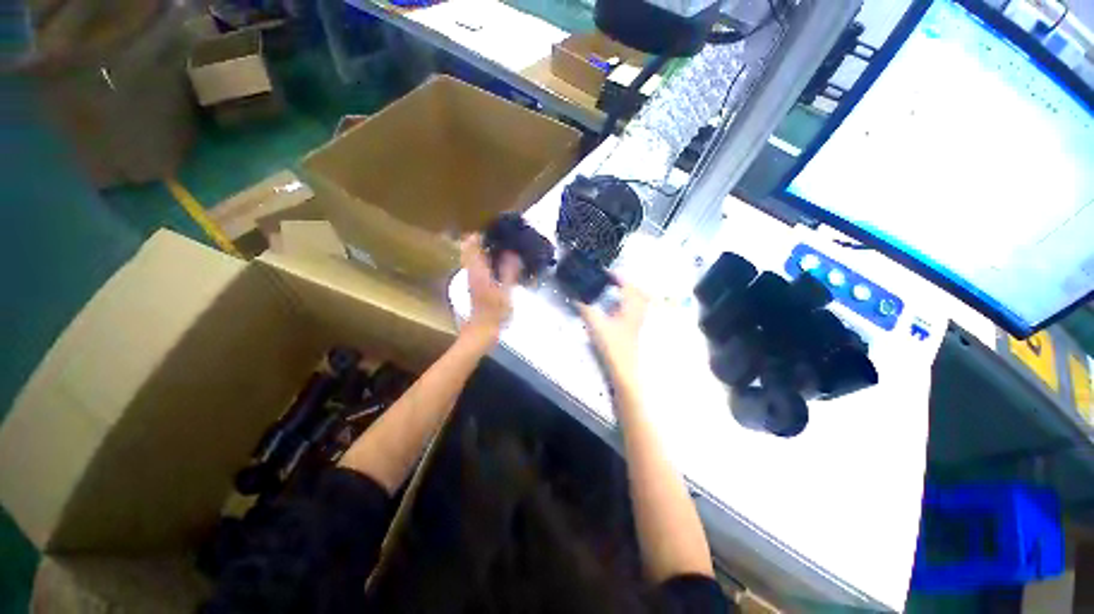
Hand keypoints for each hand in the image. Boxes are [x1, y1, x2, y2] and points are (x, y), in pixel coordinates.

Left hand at [462, 234, 521, 337]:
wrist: (481, 331)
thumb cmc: (495, 313)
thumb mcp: (506, 293)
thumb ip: (509, 272)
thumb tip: (512, 253)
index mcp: (478, 270)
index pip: (472, 243)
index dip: (481, 232)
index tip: (495, 228)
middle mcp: (471, 271)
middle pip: (469, 247)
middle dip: (482, 238)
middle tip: (501, 236)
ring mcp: (471, 277)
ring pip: (472, 255)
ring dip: (483, 248)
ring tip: (502, 245)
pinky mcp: (474, 283)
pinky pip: (476, 264)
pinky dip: (484, 258)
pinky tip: (499, 261)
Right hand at [578, 278, 648, 383]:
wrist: (624, 369)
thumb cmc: (612, 346)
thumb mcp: (596, 325)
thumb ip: (586, 309)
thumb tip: (576, 297)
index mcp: (631, 308)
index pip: (628, 286)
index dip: (618, 276)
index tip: (606, 272)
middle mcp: (638, 312)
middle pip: (638, 292)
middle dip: (626, 283)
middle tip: (613, 281)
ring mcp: (638, 322)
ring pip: (639, 302)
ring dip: (629, 294)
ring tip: (615, 291)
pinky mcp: (634, 330)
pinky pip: (635, 311)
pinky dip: (628, 305)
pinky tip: (617, 309)